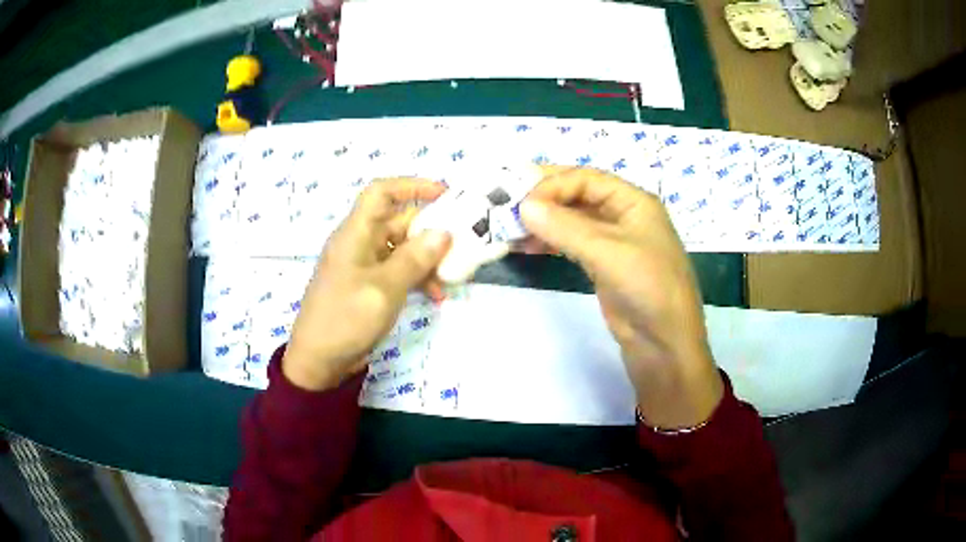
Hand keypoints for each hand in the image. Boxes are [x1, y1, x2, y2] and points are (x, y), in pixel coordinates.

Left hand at [282, 179, 451, 390]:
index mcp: (355, 234)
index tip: (445, 194)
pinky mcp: (369, 287)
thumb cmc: (345, 319)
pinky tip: (436, 295)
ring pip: (402, 248)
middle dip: (430, 229)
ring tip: (451, 277)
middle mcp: (360, 243)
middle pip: (398, 221)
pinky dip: (418, 278)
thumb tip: (443, 233)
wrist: (318, 362)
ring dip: (427, 259)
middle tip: (462, 242)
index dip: (411, 186)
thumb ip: (414, 259)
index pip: (381, 193)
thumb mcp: (384, 289)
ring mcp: (364, 266)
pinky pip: (398, 271)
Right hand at [520, 167, 722, 428]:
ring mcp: (614, 243)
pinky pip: (573, 244)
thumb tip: (523, 207)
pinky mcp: (604, 267)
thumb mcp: (608, 252)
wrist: (665, 344)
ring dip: (544, 222)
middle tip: (507, 207)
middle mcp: (624, 216)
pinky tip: (527, 247)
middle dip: (544, 199)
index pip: (587, 179)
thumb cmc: (648, 289)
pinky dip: (550, 242)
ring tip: (511, 229)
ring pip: (573, 221)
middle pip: (579, 196)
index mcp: (634, 202)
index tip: (521, 202)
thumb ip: (565, 227)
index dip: (553, 184)